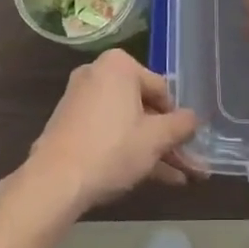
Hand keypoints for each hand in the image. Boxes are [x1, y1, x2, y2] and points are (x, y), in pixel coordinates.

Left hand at [27, 50, 202, 210]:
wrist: (54, 182)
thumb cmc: (112, 148)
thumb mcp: (155, 138)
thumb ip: (181, 125)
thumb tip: (194, 118)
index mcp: (118, 65)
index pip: (161, 89)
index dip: (177, 118)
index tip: (188, 142)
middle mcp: (97, 74)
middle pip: (144, 108)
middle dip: (167, 139)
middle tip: (189, 164)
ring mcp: (81, 100)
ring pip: (128, 124)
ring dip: (153, 150)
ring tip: (179, 179)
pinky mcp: (70, 126)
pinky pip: (109, 132)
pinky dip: (128, 150)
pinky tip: (152, 177)